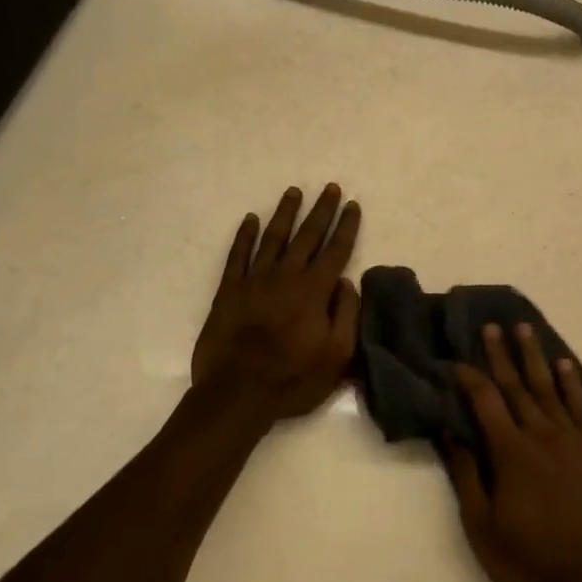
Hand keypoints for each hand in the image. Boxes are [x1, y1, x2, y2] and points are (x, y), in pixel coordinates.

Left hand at [191, 185, 361, 419]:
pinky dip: (244, 235)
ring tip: (294, 192)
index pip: (336, 249)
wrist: (237, 393)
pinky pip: (238, 254)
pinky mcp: (229, 290)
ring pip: (273, 237)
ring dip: (285, 213)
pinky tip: (250, 219)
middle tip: (330, 188)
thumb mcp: (337, 355)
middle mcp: (287, 275)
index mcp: (315, 290)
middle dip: (322, 210)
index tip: (353, 205)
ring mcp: (254, 280)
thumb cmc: (293, 378)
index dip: (346, 226)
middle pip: (307, 235)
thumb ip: (346, 314)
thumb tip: (345, 282)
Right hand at [445, 323, 581, 581]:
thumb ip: (467, 475)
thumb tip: (450, 432)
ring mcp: (572, 441)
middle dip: (501, 355)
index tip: (456, 360)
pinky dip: (572, 384)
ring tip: (525, 330)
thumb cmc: (529, 560)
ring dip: (535, 358)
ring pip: (549, 388)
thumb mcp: (483, 526)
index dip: (469, 378)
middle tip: (491, 326)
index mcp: (510, 452)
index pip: (485, 401)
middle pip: (517, 385)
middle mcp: (541, 435)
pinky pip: (581, 408)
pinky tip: (566, 366)